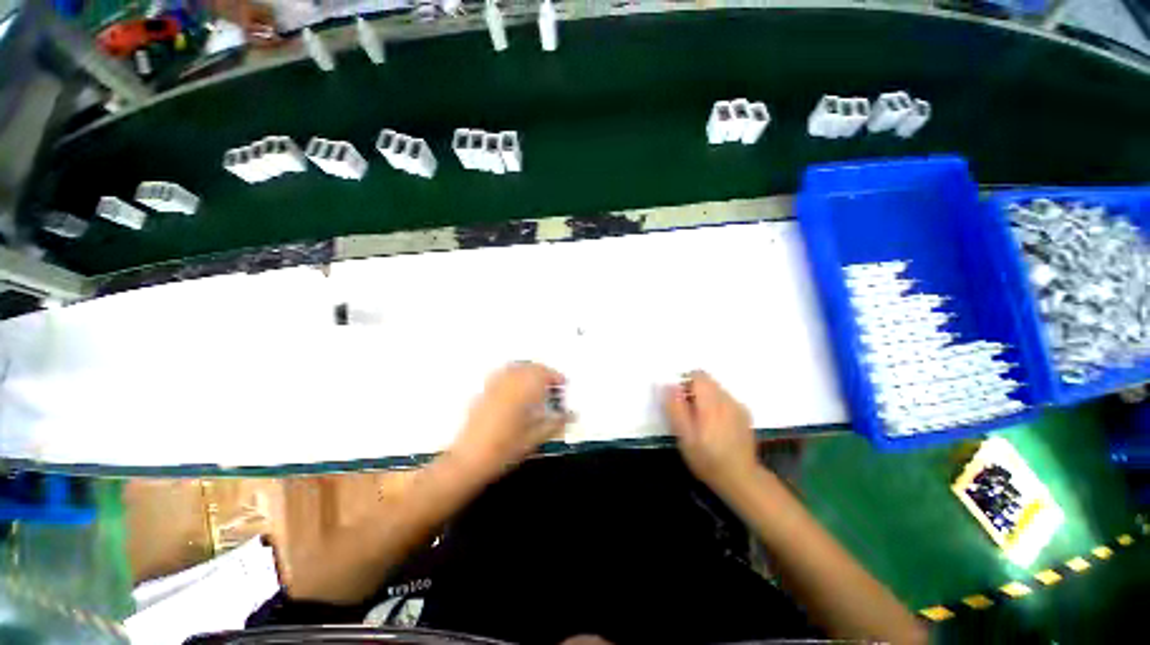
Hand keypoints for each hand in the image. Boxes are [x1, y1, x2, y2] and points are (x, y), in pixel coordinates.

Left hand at [449, 362, 571, 480]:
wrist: (469, 460)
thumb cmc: (504, 450)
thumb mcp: (535, 438)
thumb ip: (555, 423)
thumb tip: (571, 415)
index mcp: (524, 393)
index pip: (544, 374)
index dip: (556, 377)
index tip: (562, 383)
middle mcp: (509, 384)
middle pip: (530, 367)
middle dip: (544, 372)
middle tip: (552, 384)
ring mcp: (494, 386)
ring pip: (516, 367)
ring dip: (529, 370)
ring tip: (536, 382)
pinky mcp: (484, 392)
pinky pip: (502, 373)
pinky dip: (513, 373)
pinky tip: (516, 385)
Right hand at [663, 371, 758, 494]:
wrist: (741, 479)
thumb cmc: (707, 459)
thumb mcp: (684, 437)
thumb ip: (676, 408)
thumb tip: (669, 385)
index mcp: (711, 402)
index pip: (698, 375)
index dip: (684, 382)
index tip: (679, 400)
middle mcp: (727, 399)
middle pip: (707, 380)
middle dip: (693, 390)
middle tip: (687, 413)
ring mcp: (738, 406)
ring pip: (716, 389)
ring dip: (705, 398)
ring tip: (701, 421)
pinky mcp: (744, 414)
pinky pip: (725, 399)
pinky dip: (716, 405)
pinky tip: (715, 426)